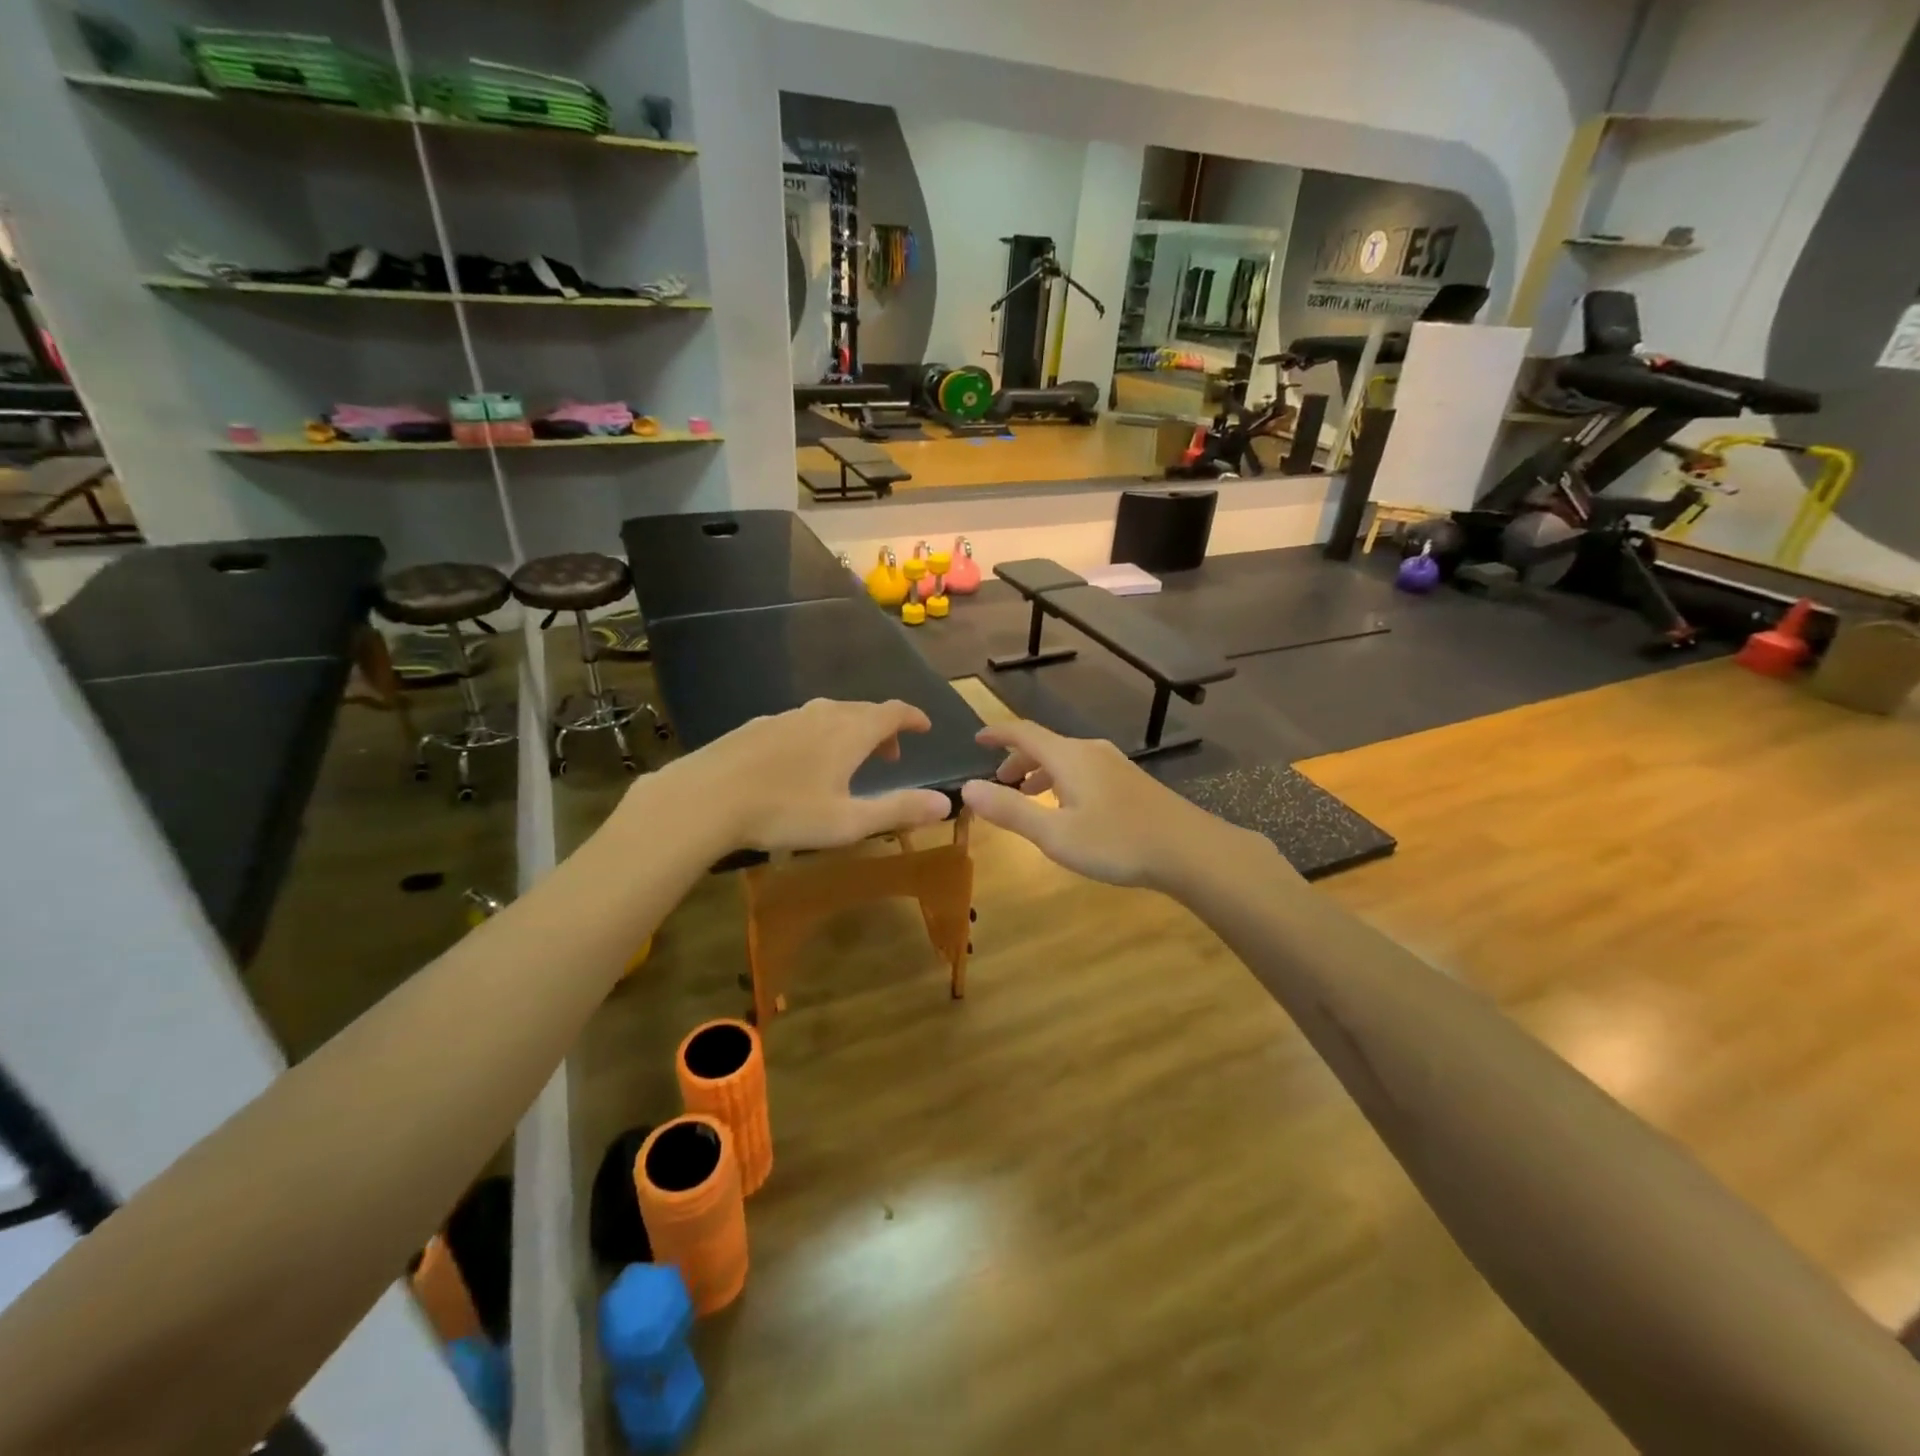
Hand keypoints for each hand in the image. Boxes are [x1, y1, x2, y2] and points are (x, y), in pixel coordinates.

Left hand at [667, 698, 952, 852]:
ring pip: (830, 715)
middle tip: (890, 755)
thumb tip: (945, 803)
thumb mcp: (849, 821)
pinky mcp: (757, 726)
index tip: (924, 727)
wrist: (705, 798)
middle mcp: (822, 714)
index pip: (893, 712)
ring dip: (850, 732)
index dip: (912, 717)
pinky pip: (801, 723)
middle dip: (883, 729)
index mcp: (850, 732)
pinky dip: (818, 735)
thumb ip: (898, 810)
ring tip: (849, 761)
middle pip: (863, 711)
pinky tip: (802, 762)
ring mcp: (786, 716)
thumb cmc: (784, 812)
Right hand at [959, 720, 1270, 891]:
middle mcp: (1090, 752)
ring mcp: (1115, 765)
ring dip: (1041, 773)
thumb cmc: (1117, 842)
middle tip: (999, 783)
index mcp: (1068, 757)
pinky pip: (1084, 771)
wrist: (1190, 850)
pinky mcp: (1132, 782)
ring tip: (1029, 797)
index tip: (976, 740)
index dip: (997, 734)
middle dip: (1017, 760)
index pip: (1023, 732)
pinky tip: (1069, 810)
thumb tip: (966, 788)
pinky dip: (1063, 781)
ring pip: (1066, 759)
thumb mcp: (1054, 834)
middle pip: (1045, 745)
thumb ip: (1010, 811)